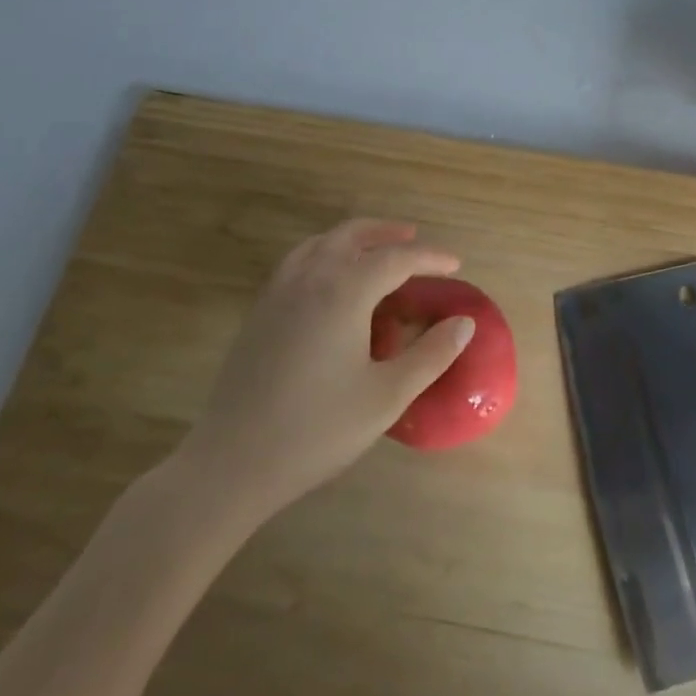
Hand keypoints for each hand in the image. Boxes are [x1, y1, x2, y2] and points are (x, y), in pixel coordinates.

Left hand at [168, 220, 475, 532]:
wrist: (231, 463)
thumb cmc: (318, 430)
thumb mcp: (387, 396)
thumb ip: (431, 355)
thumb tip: (464, 322)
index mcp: (344, 292)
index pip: (396, 258)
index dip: (430, 257)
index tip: (455, 265)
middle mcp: (309, 278)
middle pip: (352, 235)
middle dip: (387, 232)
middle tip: (415, 238)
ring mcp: (278, 293)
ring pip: (320, 244)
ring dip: (354, 239)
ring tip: (376, 251)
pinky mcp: (259, 312)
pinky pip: (298, 262)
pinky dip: (325, 253)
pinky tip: (333, 282)